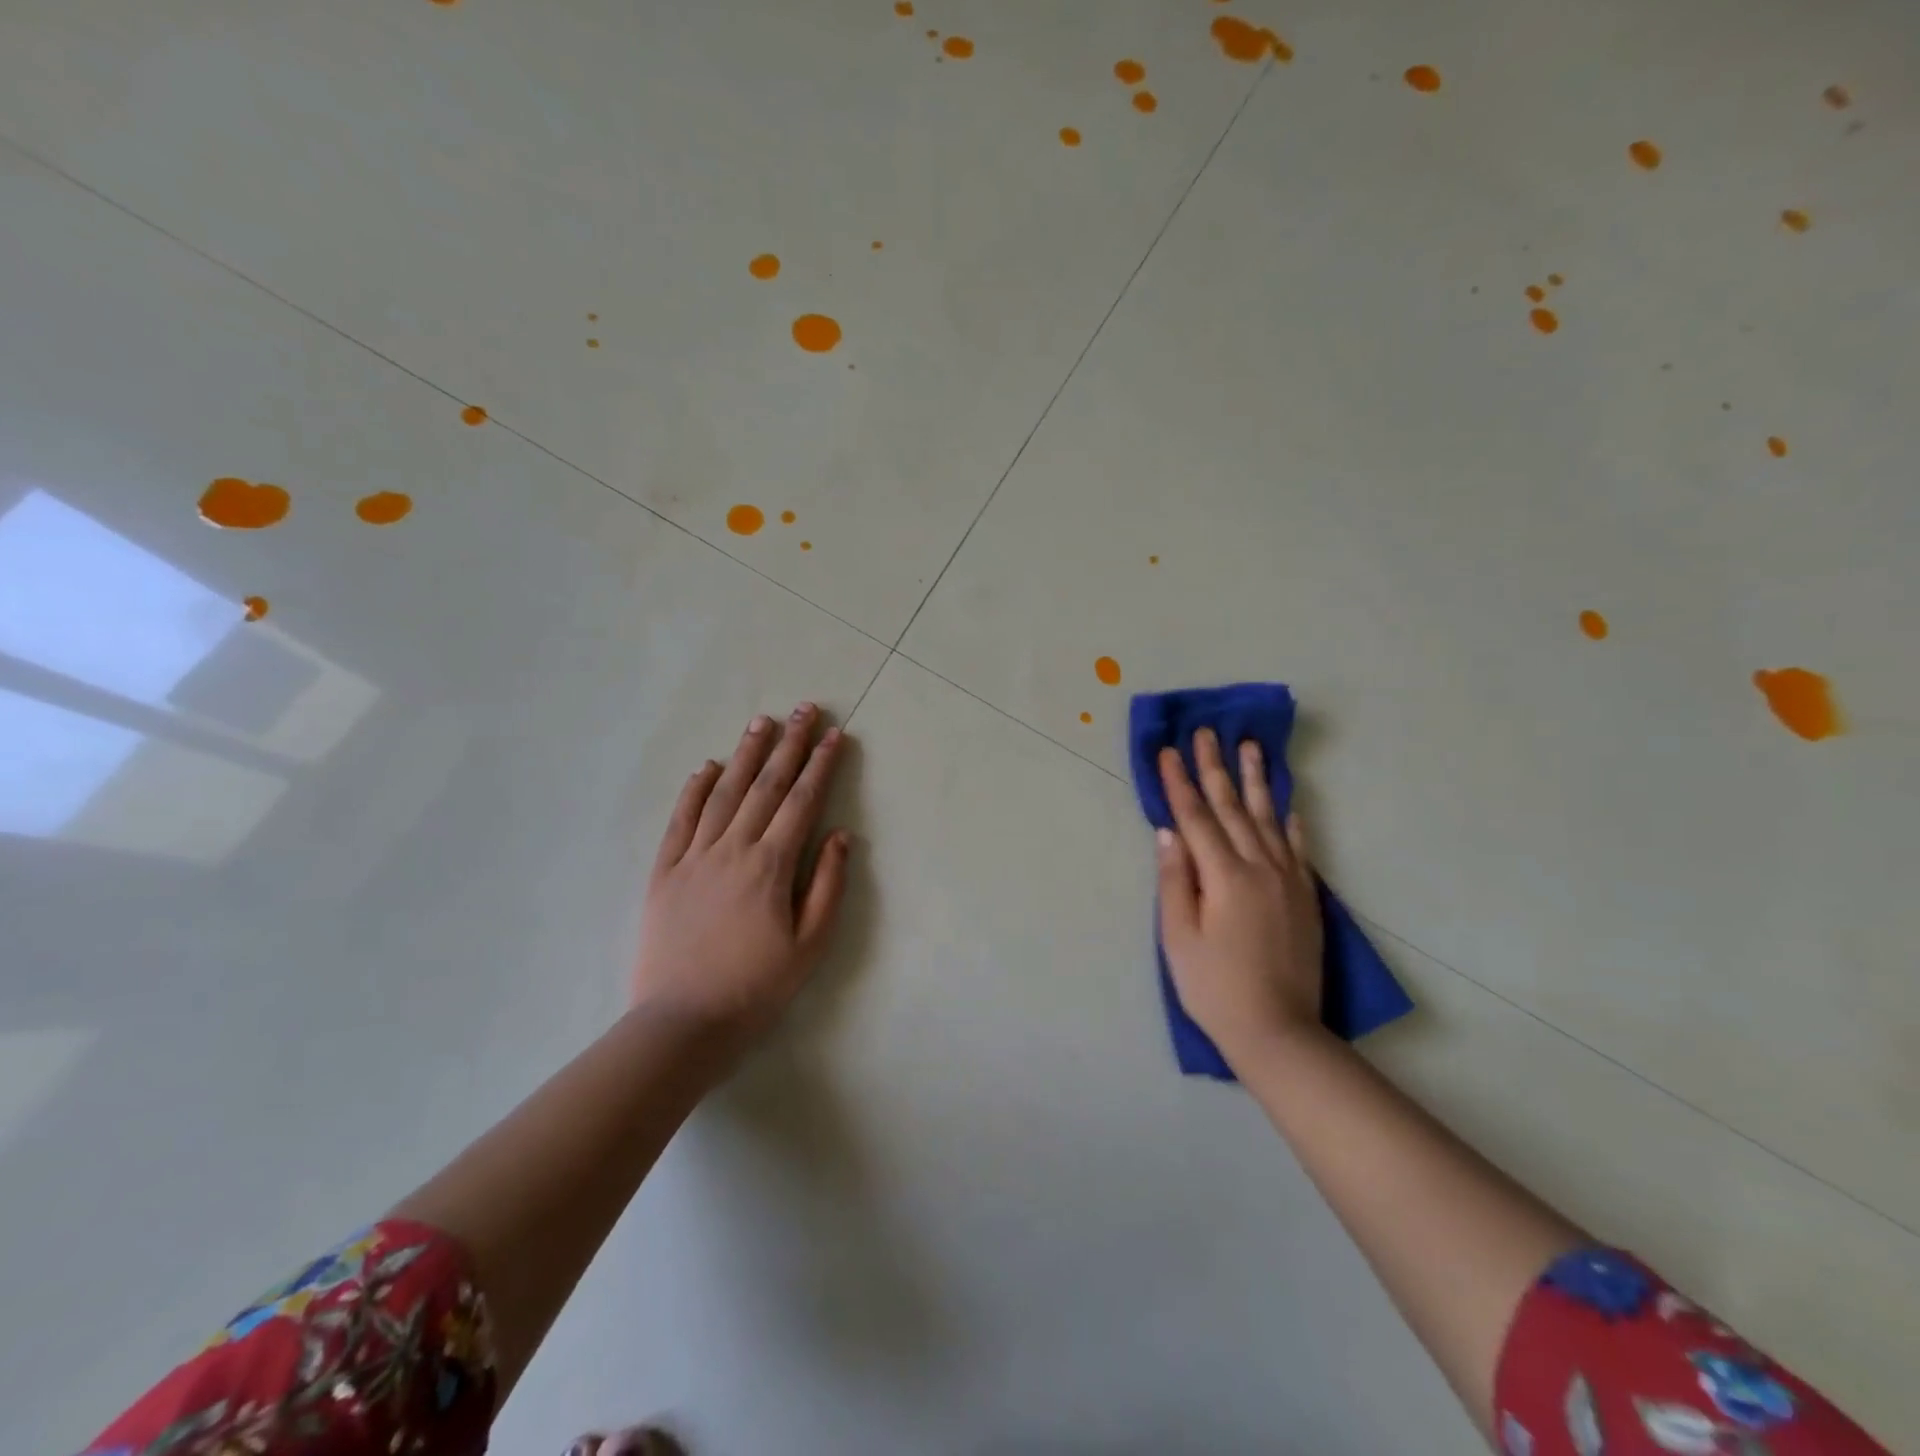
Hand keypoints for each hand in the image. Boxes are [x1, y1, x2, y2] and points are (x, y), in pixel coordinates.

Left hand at [633, 703, 850, 1053]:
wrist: (682, 1022)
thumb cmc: (756, 987)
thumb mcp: (810, 945)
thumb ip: (827, 885)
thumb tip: (839, 835)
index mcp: (771, 865)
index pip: (802, 801)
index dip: (820, 765)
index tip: (834, 735)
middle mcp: (733, 849)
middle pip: (766, 785)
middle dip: (788, 744)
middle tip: (804, 708)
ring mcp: (694, 857)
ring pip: (724, 793)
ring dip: (745, 755)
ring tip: (761, 722)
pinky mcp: (664, 872)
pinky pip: (680, 820)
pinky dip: (694, 790)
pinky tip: (707, 767)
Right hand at [1155, 729, 1325, 1068]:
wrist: (1279, 1031)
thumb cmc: (1214, 987)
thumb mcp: (1178, 937)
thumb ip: (1174, 880)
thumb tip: (1169, 832)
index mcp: (1224, 876)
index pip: (1195, 817)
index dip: (1178, 783)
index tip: (1167, 750)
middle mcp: (1260, 867)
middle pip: (1232, 808)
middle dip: (1215, 768)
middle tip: (1207, 732)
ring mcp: (1288, 880)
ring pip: (1269, 818)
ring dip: (1256, 781)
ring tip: (1252, 747)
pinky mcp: (1306, 897)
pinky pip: (1298, 848)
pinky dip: (1291, 822)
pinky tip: (1288, 804)